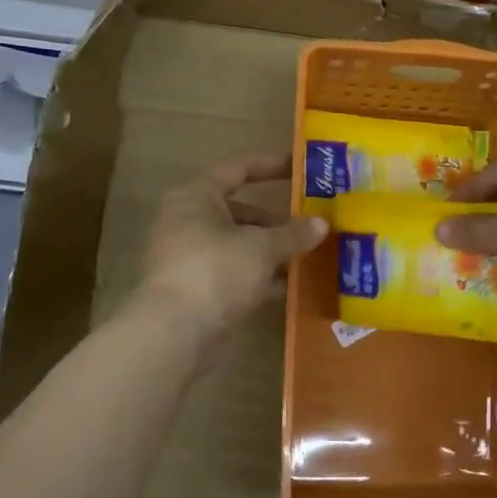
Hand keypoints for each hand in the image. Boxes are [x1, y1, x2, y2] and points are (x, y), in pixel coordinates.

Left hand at [136, 152, 326, 351]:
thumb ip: (293, 234)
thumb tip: (321, 224)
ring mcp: (190, 257)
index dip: (269, 164)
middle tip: (311, 224)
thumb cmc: (216, 270)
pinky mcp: (197, 290)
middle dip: (277, 220)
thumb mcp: (262, 247)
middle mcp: (188, 221)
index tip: (300, 168)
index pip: (237, 168)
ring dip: (271, 250)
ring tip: (309, 255)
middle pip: (239, 211)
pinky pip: (235, 273)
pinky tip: (290, 286)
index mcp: (197, 196)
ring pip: (238, 245)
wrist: (175, 332)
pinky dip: (260, 277)